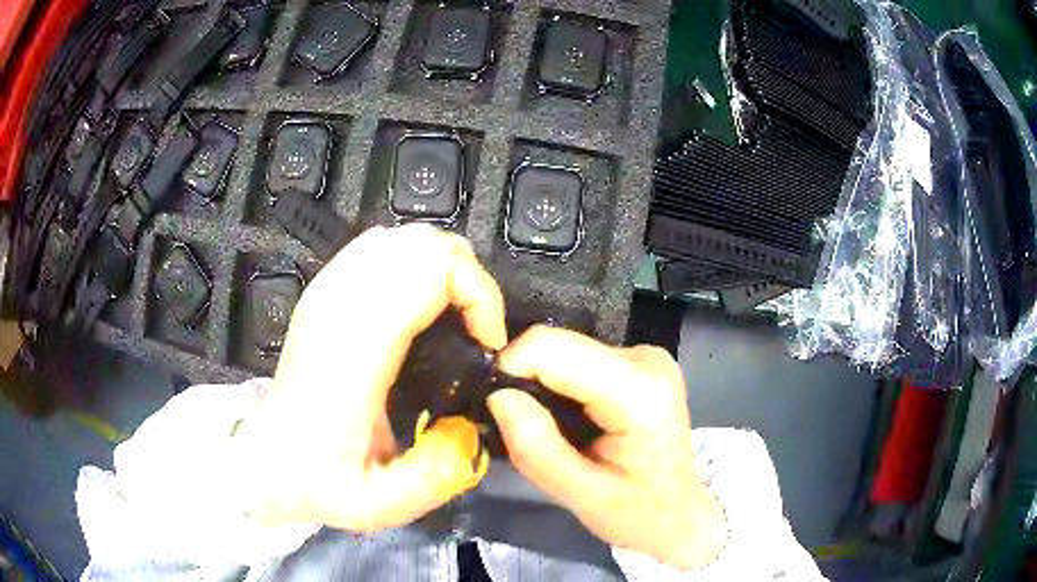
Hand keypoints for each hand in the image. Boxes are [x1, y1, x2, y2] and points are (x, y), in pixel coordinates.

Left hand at [230, 224, 506, 531]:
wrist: (266, 461)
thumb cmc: (318, 481)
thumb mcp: (380, 505)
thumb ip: (436, 475)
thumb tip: (472, 428)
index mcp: (354, 346)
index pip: (431, 269)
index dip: (478, 296)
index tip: (487, 343)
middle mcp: (339, 303)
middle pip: (425, 242)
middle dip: (470, 280)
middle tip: (477, 331)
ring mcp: (327, 289)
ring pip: (405, 237)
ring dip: (444, 270)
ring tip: (454, 320)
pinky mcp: (324, 289)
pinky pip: (381, 246)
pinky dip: (414, 264)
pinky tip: (417, 306)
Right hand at [488, 327, 727, 569]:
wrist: (682, 513)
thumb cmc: (639, 513)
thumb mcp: (581, 495)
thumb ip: (536, 448)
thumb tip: (497, 395)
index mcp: (638, 391)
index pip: (552, 348)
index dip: (511, 367)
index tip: (495, 405)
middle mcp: (646, 358)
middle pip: (559, 346)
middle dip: (528, 380)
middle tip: (524, 428)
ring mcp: (646, 355)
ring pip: (566, 350)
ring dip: (545, 385)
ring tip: (552, 429)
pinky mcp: (640, 360)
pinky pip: (581, 359)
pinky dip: (563, 385)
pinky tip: (573, 419)